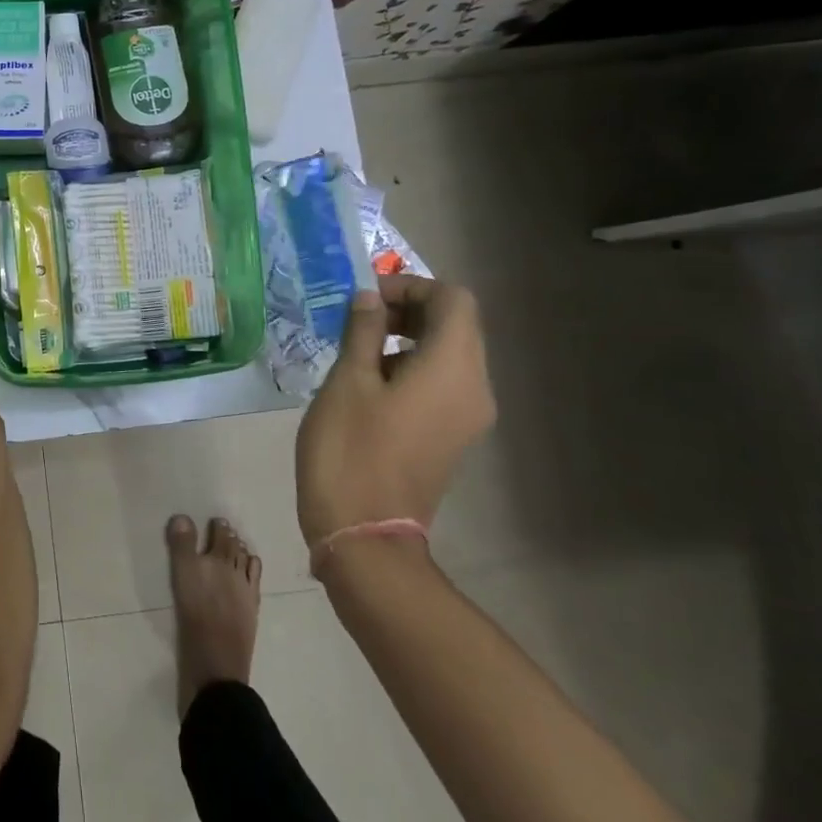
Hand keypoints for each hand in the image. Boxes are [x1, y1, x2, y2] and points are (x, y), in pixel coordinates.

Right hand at [295, 275, 495, 546]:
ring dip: (408, 337)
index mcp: (453, 369)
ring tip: (357, 349)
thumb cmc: (350, 451)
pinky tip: (369, 383)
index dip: (411, 285)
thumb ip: (363, 331)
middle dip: (409, 309)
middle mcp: (474, 388)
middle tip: (358, 317)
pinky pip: (442, 383)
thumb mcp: (347, 382)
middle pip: (457, 325)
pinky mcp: (452, 436)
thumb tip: (370, 298)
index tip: (365, 297)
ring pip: (449, 354)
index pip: (453, 300)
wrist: (364, 535)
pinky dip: (412, 366)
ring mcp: (467, 417)